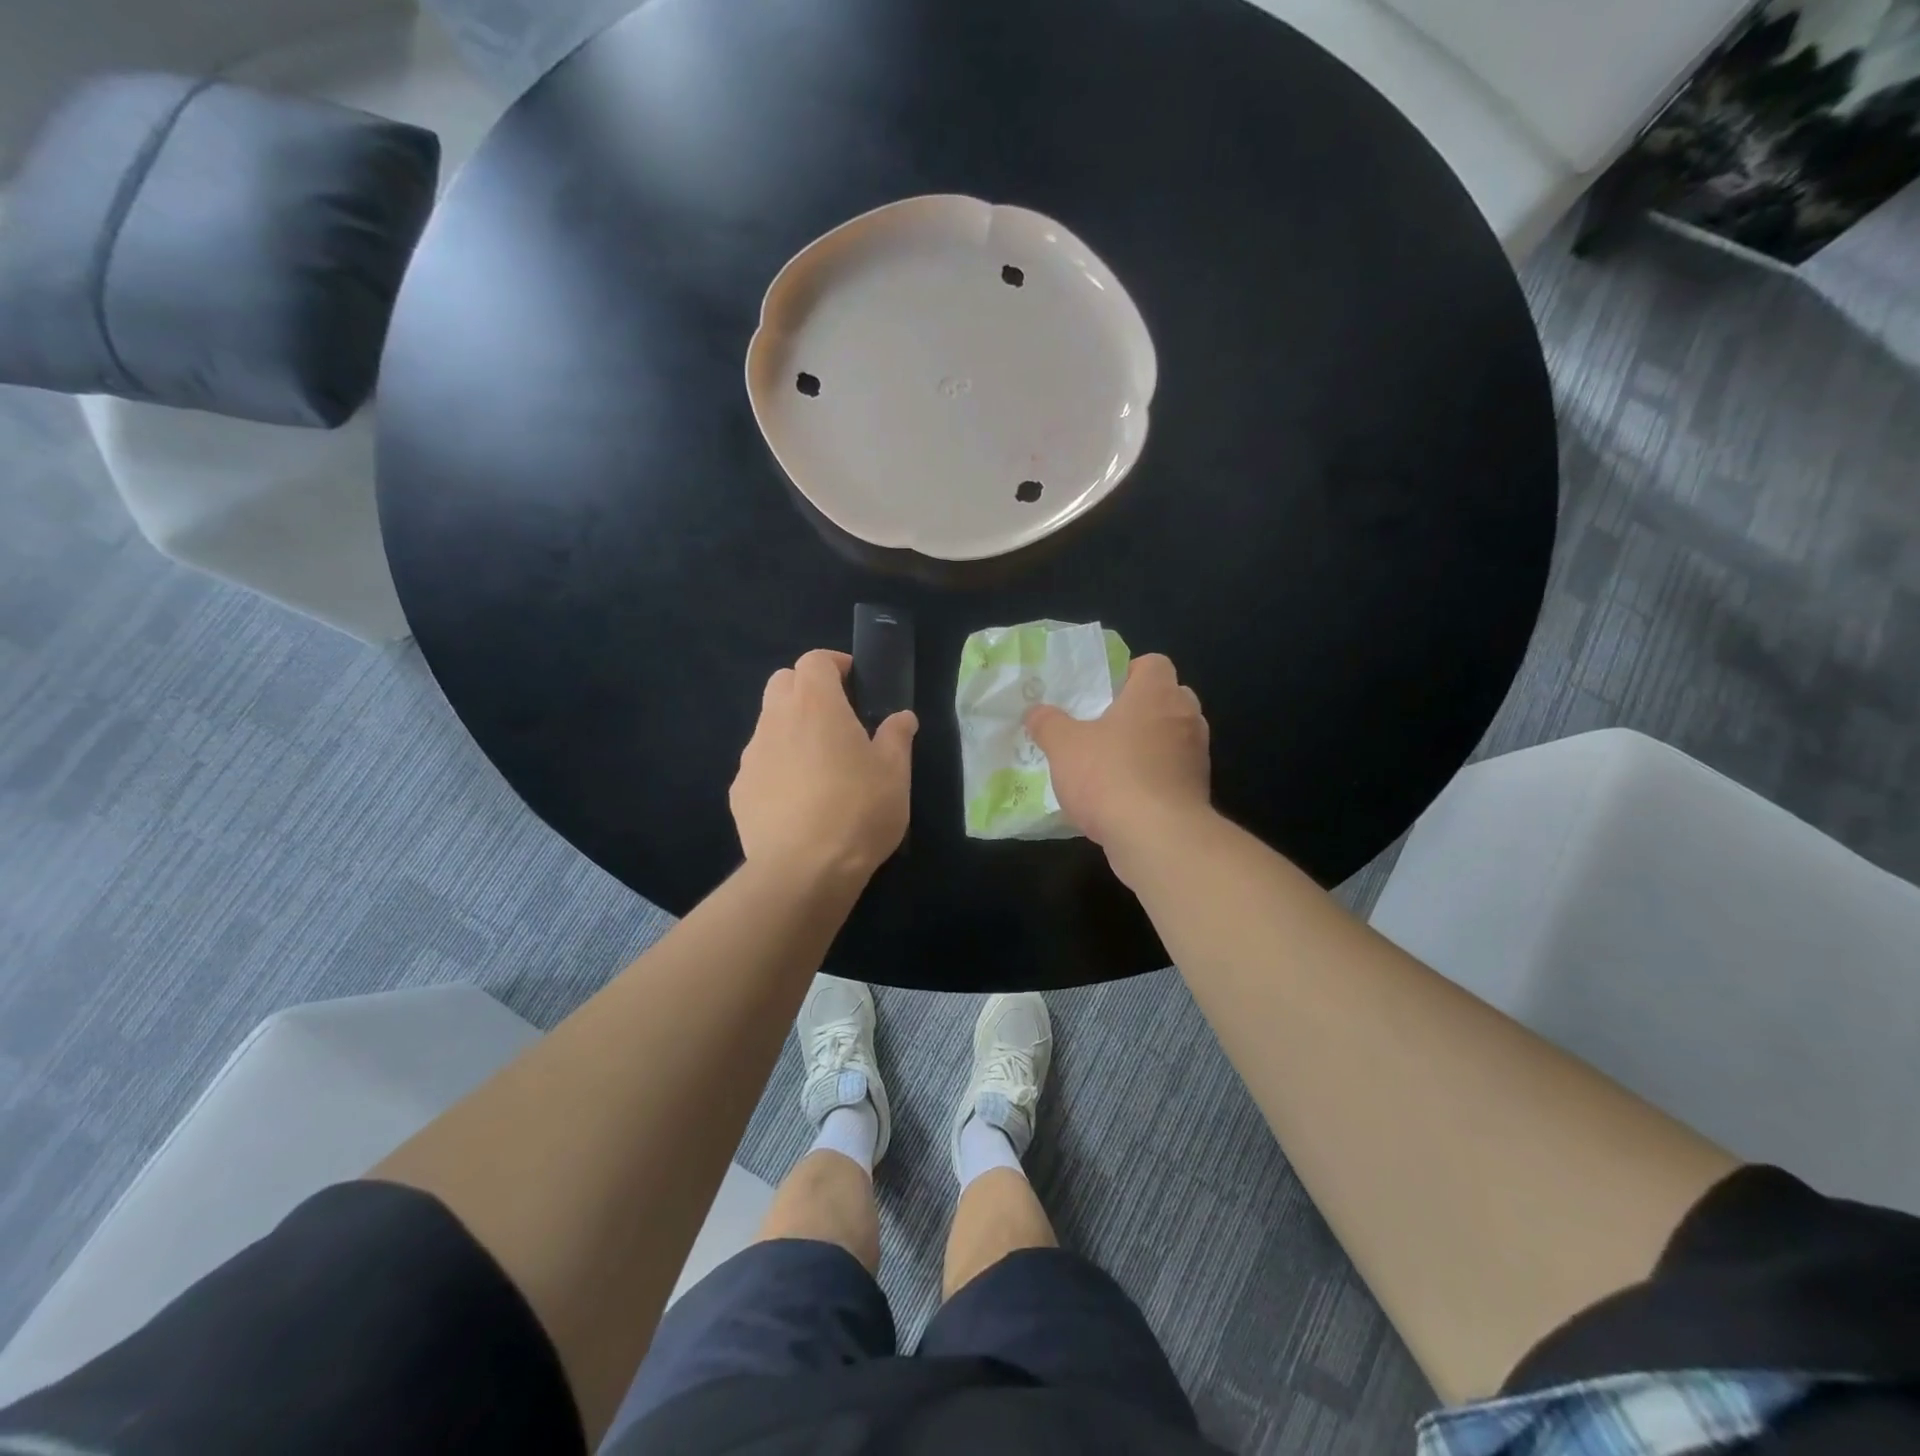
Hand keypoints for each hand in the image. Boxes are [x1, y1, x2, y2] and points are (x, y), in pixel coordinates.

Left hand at [731, 649, 916, 883]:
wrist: (803, 870)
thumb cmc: (858, 811)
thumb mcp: (895, 773)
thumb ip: (897, 737)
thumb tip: (901, 718)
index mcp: (816, 705)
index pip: (814, 660)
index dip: (834, 664)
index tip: (854, 682)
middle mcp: (776, 720)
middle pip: (782, 682)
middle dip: (806, 688)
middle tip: (836, 717)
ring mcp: (751, 756)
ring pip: (768, 723)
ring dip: (791, 728)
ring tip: (818, 764)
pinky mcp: (739, 790)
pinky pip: (759, 764)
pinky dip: (777, 767)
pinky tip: (797, 800)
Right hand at [1025, 653, 1210, 874]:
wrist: (1157, 837)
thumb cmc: (1110, 776)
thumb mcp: (1063, 746)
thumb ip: (1048, 724)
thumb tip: (1035, 712)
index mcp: (1156, 693)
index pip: (1154, 663)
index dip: (1129, 672)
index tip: (1105, 691)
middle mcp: (1185, 717)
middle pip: (1168, 698)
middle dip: (1141, 709)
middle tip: (1107, 725)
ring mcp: (1197, 755)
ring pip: (1174, 737)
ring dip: (1150, 745)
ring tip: (1114, 763)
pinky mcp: (1198, 790)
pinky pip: (1174, 772)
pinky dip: (1155, 777)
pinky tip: (1126, 797)